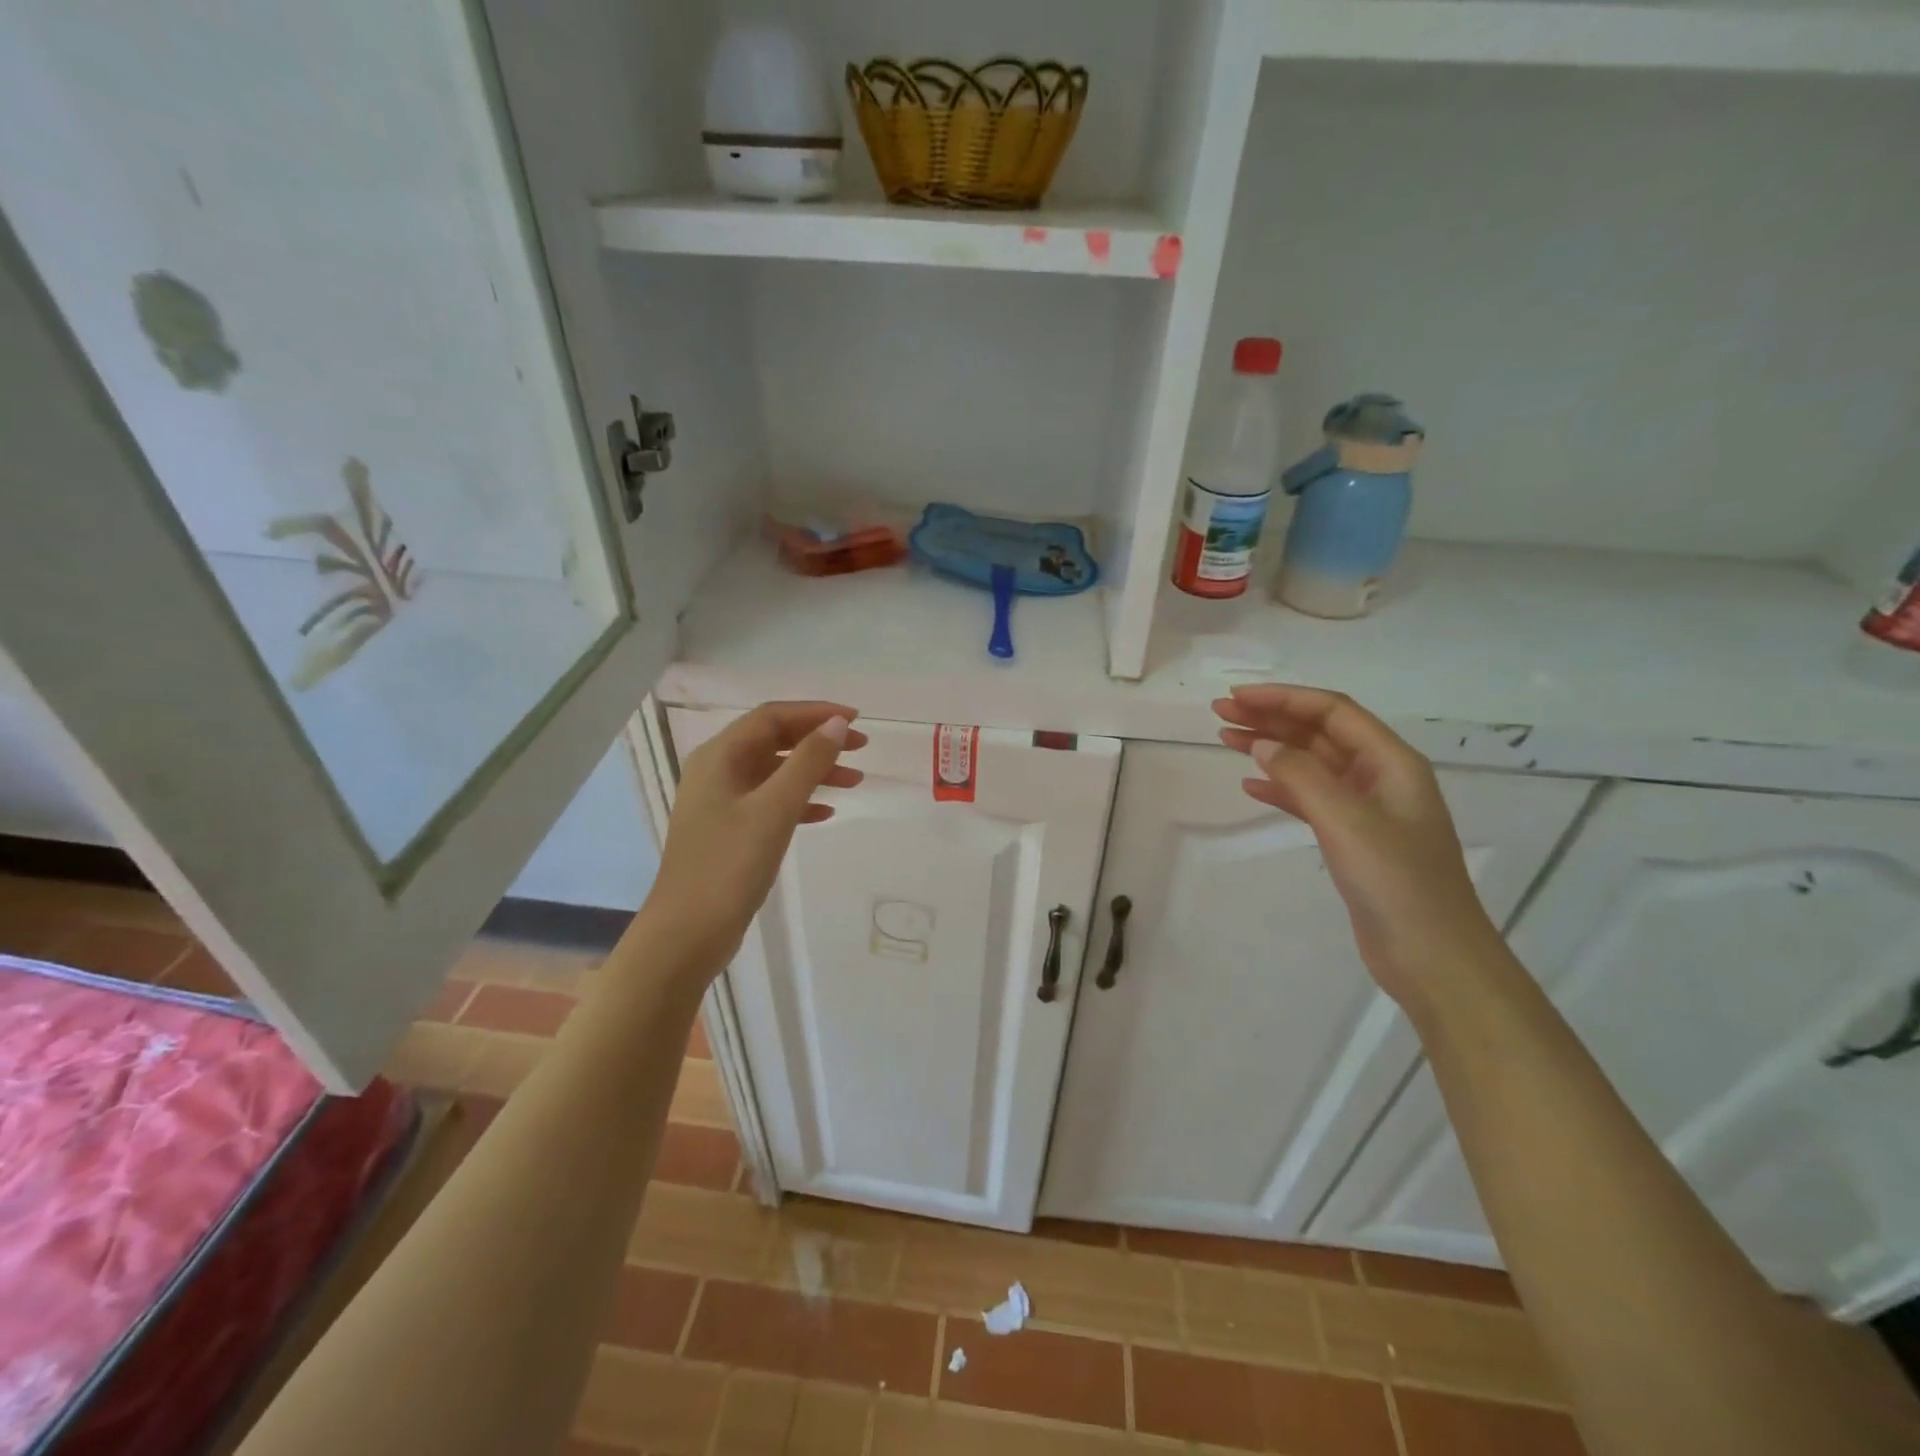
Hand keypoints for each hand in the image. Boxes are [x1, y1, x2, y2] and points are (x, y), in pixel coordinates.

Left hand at [646, 702, 865, 972]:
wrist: (688, 933)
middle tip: (862, 747)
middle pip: (775, 741)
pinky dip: (800, 801)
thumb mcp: (775, 808)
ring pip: (776, 773)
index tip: (857, 720)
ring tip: (855, 781)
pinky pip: (770, 802)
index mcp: (720, 756)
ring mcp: (721, 803)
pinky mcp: (729, 831)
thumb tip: (837, 724)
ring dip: (814, 772)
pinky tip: (826, 813)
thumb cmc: (730, 865)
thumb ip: (808, 762)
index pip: (773, 717)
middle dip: (819, 741)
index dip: (816, 713)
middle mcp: (717, 771)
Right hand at [1215, 684, 1504, 1007]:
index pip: (1331, 711)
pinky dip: (1280, 788)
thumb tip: (1261, 745)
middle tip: (1220, 715)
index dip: (1282, 699)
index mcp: (1391, 762)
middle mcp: (1380, 777)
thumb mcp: (1347, 821)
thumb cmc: (1396, 882)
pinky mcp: (1353, 839)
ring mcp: (1367, 809)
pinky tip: (1251, 786)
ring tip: (1226, 740)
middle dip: (1271, 719)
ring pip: (1311, 764)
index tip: (1235, 698)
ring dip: (1271, 749)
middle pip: (1319, 733)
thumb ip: (1301, 776)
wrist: (1432, 957)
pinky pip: (1310, 799)